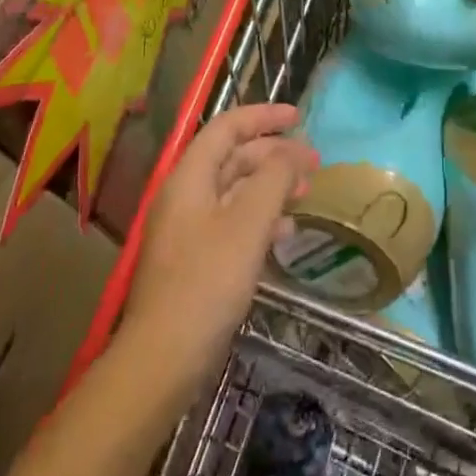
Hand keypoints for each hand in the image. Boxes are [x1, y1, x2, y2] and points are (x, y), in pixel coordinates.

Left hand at [127, 104, 318, 391]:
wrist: (162, 359)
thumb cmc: (207, 282)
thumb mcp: (248, 223)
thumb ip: (273, 179)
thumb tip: (290, 153)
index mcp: (190, 177)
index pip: (227, 128)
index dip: (263, 117)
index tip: (298, 117)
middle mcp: (185, 195)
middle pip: (232, 158)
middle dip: (274, 154)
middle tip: (313, 161)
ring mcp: (188, 229)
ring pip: (235, 191)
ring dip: (271, 186)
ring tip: (305, 194)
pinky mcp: (195, 260)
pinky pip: (232, 222)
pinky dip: (261, 218)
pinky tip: (284, 233)